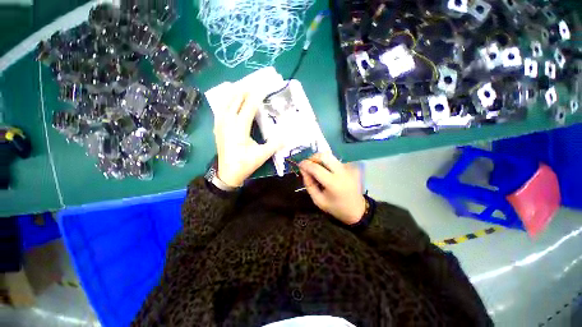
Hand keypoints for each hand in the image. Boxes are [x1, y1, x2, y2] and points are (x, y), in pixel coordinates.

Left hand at [214, 92, 281, 187]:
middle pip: (235, 101)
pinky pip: (220, 110)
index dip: (256, 96)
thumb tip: (287, 136)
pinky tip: (227, 101)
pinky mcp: (217, 129)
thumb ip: (274, 144)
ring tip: (239, 86)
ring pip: (225, 103)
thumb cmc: (245, 164)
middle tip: (252, 84)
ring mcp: (221, 125)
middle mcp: (228, 123)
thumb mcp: (262, 155)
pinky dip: (224, 102)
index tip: (262, 87)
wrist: (228, 174)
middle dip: (244, 91)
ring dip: (232, 94)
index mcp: (240, 128)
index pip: (248, 106)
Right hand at [299, 152, 365, 224]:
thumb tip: (303, 169)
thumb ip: (309, 184)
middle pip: (325, 156)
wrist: (357, 210)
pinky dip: (327, 163)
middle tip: (308, 164)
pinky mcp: (351, 167)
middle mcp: (342, 172)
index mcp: (333, 183)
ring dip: (320, 159)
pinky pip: (335, 160)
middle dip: (313, 157)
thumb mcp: (318, 200)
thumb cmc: (336, 208)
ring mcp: (348, 168)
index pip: (316, 168)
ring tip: (316, 168)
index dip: (305, 164)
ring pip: (330, 156)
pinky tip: (327, 172)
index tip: (299, 164)